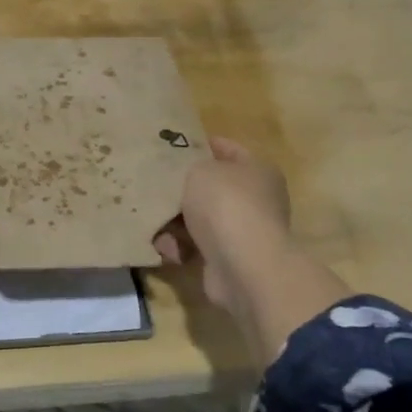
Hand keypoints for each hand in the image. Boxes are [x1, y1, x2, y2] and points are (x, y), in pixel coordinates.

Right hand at [155, 137, 349, 364]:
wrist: (242, 265)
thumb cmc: (225, 205)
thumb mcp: (200, 170)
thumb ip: (191, 167)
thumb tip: (190, 179)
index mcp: (258, 170)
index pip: (228, 149)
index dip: (202, 145)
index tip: (172, 146)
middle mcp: (256, 199)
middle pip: (211, 188)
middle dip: (182, 189)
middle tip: (154, 185)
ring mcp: (243, 231)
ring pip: (200, 219)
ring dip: (175, 222)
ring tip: (153, 222)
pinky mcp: (229, 259)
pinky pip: (196, 246)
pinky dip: (180, 246)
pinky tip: (166, 247)